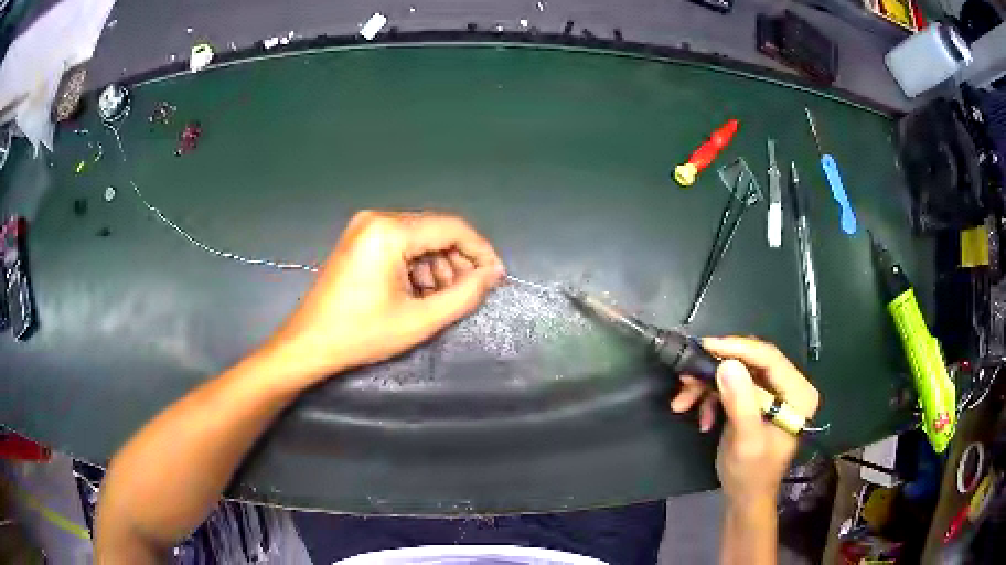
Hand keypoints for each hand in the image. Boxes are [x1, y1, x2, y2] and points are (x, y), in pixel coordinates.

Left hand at [267, 211, 504, 384]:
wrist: (309, 343)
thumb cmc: (361, 334)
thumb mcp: (419, 319)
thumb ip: (463, 295)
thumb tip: (491, 275)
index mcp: (390, 231)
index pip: (452, 228)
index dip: (480, 251)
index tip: (496, 278)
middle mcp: (378, 218)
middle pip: (435, 231)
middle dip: (458, 262)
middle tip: (468, 293)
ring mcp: (365, 227)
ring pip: (419, 239)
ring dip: (438, 266)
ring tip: (441, 299)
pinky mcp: (359, 240)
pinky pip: (401, 245)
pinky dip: (417, 267)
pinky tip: (419, 293)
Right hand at [670, 337, 819, 503]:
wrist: (745, 498)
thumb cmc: (751, 474)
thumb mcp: (746, 441)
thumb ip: (740, 403)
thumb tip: (726, 364)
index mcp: (798, 393)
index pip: (769, 358)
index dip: (737, 348)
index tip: (704, 347)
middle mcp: (789, 386)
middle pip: (751, 362)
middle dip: (715, 370)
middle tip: (686, 377)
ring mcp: (773, 392)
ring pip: (737, 372)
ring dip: (707, 386)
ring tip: (682, 402)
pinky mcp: (757, 399)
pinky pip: (731, 386)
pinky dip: (711, 398)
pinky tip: (701, 418)